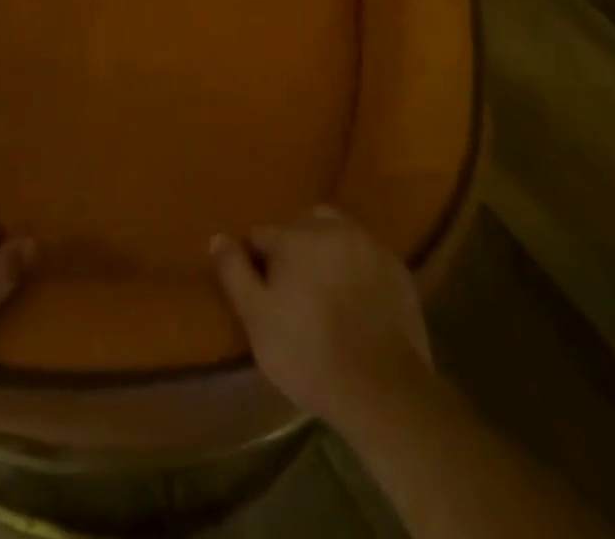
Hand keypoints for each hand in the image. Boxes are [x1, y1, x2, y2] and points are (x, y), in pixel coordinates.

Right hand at [211, 206, 433, 433]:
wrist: (384, 388)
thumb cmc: (309, 354)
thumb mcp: (257, 318)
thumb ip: (234, 272)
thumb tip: (218, 237)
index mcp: (294, 235)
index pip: (261, 235)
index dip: (256, 262)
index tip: (261, 294)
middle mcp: (331, 227)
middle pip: (299, 226)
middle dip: (291, 249)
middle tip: (293, 292)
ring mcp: (368, 243)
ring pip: (335, 233)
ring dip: (325, 251)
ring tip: (325, 291)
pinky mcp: (396, 267)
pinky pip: (364, 255)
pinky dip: (355, 268)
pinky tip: (355, 300)